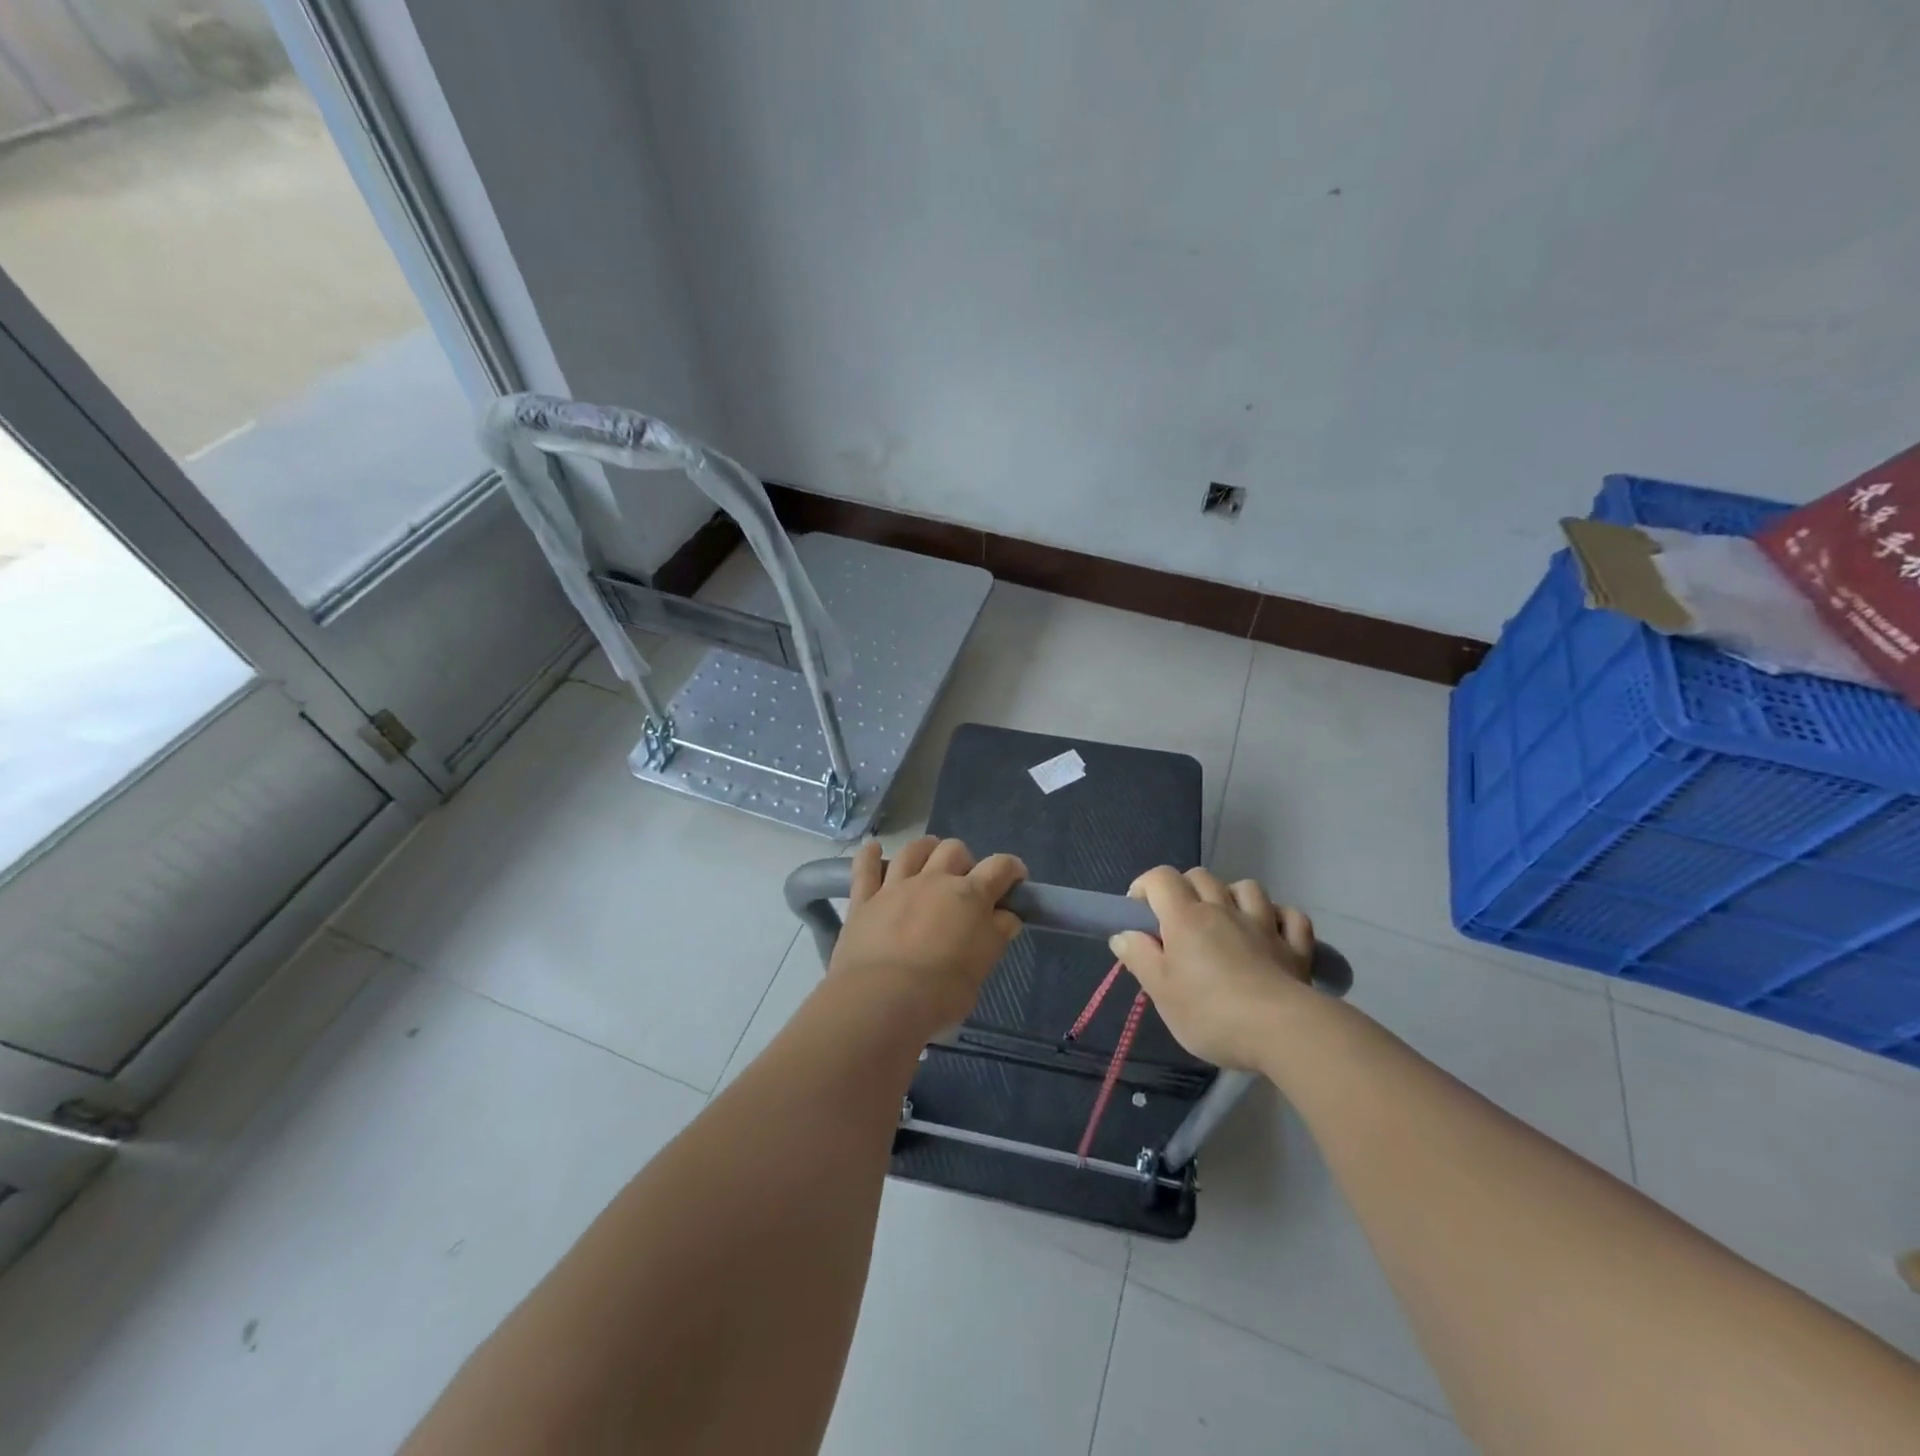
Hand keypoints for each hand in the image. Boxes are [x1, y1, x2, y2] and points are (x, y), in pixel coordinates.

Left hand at [829, 837, 1026, 1041]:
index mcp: (970, 896)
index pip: (999, 867)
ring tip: (928, 859)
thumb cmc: (942, 992)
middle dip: (964, 860)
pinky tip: (872, 849)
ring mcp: (896, 886)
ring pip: (913, 850)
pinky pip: (865, 868)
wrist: (882, 999)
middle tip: (965, 883)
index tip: (1015, 879)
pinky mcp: (864, 899)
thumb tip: (1006, 917)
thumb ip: (995, 937)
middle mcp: (935, 880)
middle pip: (954, 850)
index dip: (1011, 869)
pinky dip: (869, 856)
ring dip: (925, 849)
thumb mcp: (982, 968)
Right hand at [1109, 867, 1314, 1070]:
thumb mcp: (1160, 991)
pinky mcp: (1295, 947)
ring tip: (1225, 921)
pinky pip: (1290, 916)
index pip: (1161, 878)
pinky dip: (1278, 917)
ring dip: (1232, 896)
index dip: (1145, 887)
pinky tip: (1271, 931)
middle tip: (1177, 922)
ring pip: (1247, 888)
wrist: (1281, 1031)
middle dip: (1185, 888)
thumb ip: (1139, 957)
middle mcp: (1223, 910)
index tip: (1139, 913)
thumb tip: (1123, 934)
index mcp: (1186, 918)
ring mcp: (1264, 925)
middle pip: (1201, 876)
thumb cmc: (1210, 1012)